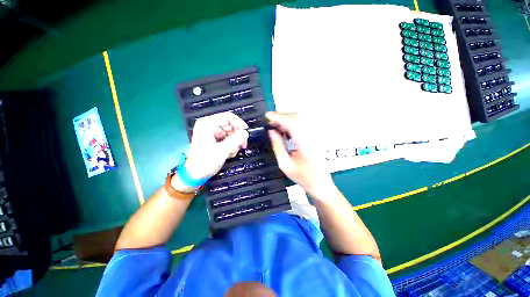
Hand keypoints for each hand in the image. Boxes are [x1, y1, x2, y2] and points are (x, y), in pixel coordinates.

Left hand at [175, 112, 248, 189]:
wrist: (195, 175)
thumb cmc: (204, 162)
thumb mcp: (222, 150)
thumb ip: (236, 140)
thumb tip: (246, 133)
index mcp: (207, 124)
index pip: (228, 117)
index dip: (239, 124)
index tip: (246, 133)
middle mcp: (210, 126)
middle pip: (231, 125)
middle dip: (237, 136)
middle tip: (242, 145)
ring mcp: (213, 133)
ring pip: (232, 133)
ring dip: (234, 143)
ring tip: (231, 152)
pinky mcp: (215, 139)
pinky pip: (229, 139)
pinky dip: (231, 146)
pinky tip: (228, 153)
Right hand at [266, 112, 335, 198]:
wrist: (320, 182)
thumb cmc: (302, 176)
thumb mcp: (285, 164)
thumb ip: (277, 146)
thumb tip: (271, 132)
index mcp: (304, 144)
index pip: (292, 123)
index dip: (278, 117)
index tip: (267, 116)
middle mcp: (312, 136)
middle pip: (297, 117)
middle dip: (282, 116)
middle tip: (271, 121)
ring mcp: (315, 136)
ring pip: (300, 119)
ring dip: (287, 119)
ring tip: (276, 125)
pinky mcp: (314, 137)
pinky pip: (302, 124)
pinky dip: (292, 123)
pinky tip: (285, 129)